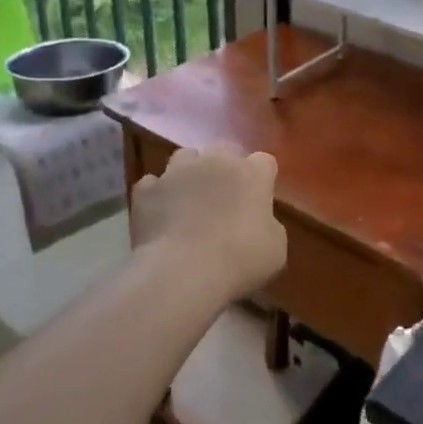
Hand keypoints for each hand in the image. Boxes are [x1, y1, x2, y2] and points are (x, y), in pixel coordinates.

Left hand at [131, 146, 286, 302]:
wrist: (183, 272)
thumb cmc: (240, 260)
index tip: (258, 201)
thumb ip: (269, 225)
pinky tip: (160, 216)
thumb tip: (258, 222)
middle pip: (224, 151)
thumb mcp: (276, 248)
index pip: (264, 162)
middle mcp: (215, 160)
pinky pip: (153, 184)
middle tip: (223, 199)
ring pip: (185, 158)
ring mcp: (177, 171)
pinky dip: (157, 195)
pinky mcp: (147, 189)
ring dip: (189, 173)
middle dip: (224, 169)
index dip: (261, 180)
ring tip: (187, 201)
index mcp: (252, 173)